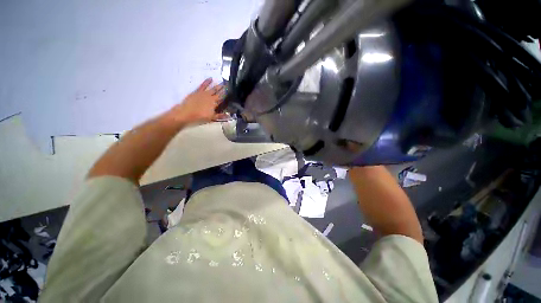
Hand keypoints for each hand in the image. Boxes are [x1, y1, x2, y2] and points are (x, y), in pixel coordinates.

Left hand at [165, 78, 227, 124]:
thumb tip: (229, 116)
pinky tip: (210, 78)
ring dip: (218, 86)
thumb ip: (221, 116)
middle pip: (219, 92)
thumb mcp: (212, 118)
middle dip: (224, 89)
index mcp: (215, 103)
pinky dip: (207, 81)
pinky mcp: (198, 91)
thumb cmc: (200, 116)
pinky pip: (203, 85)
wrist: (186, 113)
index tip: (231, 91)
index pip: (223, 98)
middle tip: (229, 85)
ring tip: (223, 82)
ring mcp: (204, 93)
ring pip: (213, 88)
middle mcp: (211, 97)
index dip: (227, 94)